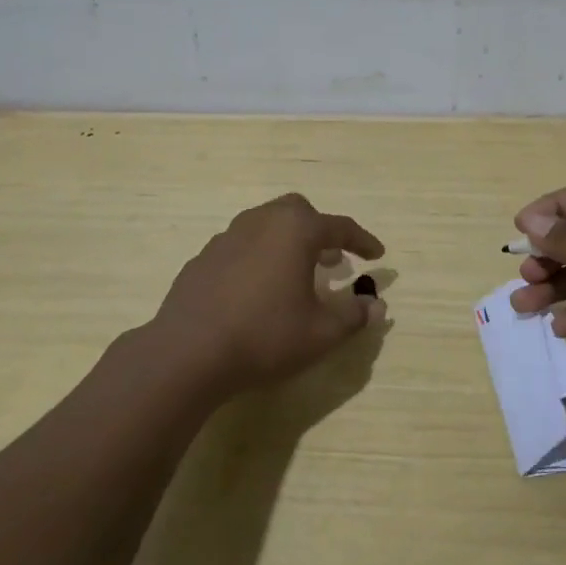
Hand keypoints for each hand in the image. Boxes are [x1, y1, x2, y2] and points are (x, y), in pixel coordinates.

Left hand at [152, 193, 385, 397]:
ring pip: (266, 224)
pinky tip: (256, 289)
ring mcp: (227, 237)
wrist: (187, 353)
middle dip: (320, 230)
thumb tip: (376, 305)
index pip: (340, 226)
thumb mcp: (321, 333)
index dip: (362, 241)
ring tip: (296, 273)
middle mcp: (262, 222)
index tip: (377, 255)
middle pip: (298, 211)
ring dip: (287, 242)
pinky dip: (258, 257)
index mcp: (295, 230)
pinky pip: (241, 246)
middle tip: (331, 259)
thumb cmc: (264, 336)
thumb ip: (354, 316)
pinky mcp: (203, 258)